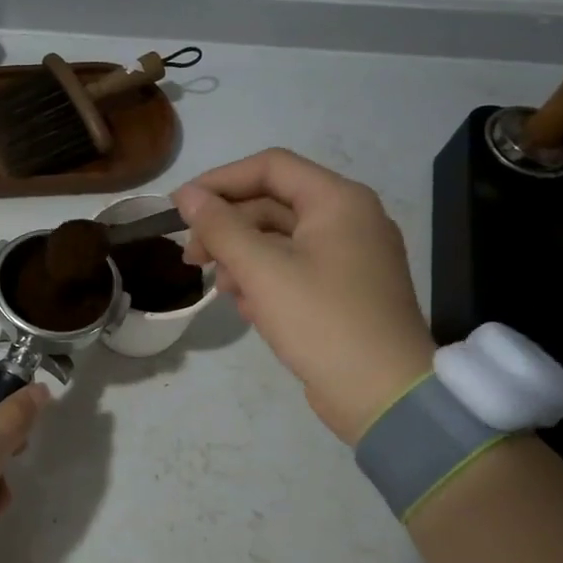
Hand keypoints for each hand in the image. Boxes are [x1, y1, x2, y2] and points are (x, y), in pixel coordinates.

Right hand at [175, 148, 433, 442]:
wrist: (383, 395)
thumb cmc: (321, 321)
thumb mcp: (262, 270)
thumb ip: (220, 227)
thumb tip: (186, 195)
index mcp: (338, 201)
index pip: (269, 167)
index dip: (219, 181)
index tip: (179, 208)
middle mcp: (349, 219)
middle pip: (272, 204)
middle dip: (227, 228)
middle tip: (192, 259)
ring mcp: (349, 256)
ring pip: (279, 239)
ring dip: (242, 257)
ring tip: (222, 290)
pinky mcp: (344, 290)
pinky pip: (294, 268)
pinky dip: (265, 280)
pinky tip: (248, 308)